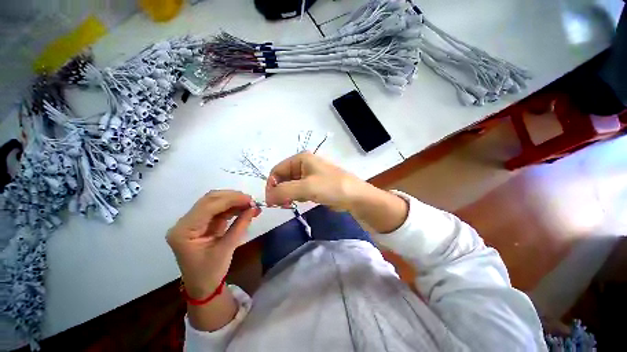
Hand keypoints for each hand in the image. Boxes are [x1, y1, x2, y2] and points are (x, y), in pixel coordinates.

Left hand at [166, 190, 260, 298]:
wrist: (202, 286)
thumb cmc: (210, 272)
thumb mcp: (227, 249)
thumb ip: (241, 225)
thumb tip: (255, 209)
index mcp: (184, 231)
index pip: (208, 207)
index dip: (230, 199)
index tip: (250, 199)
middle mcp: (185, 222)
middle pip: (209, 200)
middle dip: (232, 197)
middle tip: (251, 201)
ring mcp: (193, 221)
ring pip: (214, 202)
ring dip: (233, 201)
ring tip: (250, 204)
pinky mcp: (202, 223)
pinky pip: (218, 209)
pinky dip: (232, 207)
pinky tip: (244, 209)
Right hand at [265, 152, 365, 210]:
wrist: (354, 196)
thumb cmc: (331, 187)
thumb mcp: (306, 187)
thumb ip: (284, 191)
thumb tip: (267, 198)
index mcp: (301, 159)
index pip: (277, 170)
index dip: (272, 184)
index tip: (271, 200)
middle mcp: (304, 164)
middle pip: (283, 177)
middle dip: (280, 191)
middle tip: (281, 205)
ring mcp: (310, 175)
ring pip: (291, 185)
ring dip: (288, 195)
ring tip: (291, 204)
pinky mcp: (315, 185)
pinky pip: (299, 190)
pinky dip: (297, 196)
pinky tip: (303, 201)